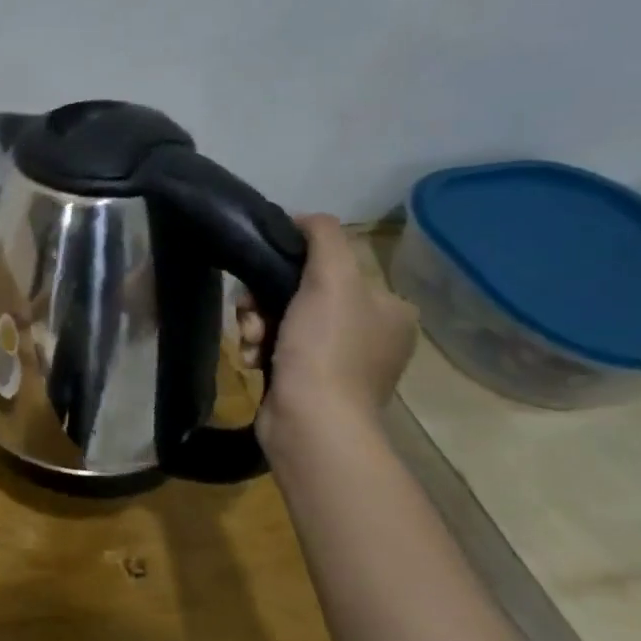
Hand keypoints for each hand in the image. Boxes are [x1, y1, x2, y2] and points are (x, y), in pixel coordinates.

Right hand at [236, 214, 417, 447]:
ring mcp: (341, 360)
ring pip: (282, 320)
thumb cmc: (326, 347)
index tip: (263, 278)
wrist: (311, 422)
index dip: (289, 266)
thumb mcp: (332, 279)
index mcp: (389, 307)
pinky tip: (253, 359)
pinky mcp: (312, 382)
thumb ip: (324, 237)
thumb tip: (303, 218)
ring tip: (252, 342)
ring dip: (257, 325)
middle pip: (301, 293)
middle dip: (265, 301)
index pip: (331, 266)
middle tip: (251, 314)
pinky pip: (278, 348)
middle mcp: (371, 332)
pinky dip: (260, 349)